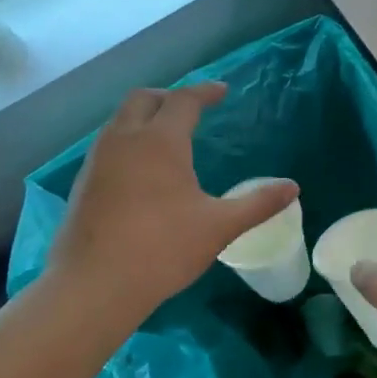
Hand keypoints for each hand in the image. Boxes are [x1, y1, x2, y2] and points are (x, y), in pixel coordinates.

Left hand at [42, 83, 297, 325]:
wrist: (93, 286)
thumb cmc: (162, 249)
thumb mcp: (219, 226)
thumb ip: (257, 204)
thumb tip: (292, 188)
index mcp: (160, 141)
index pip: (184, 100)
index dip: (204, 92)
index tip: (221, 91)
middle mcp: (125, 139)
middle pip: (143, 98)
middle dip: (169, 96)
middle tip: (192, 110)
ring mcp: (98, 160)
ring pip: (120, 120)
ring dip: (145, 116)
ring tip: (167, 136)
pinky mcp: (83, 183)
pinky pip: (108, 144)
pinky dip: (128, 139)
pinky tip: (141, 169)